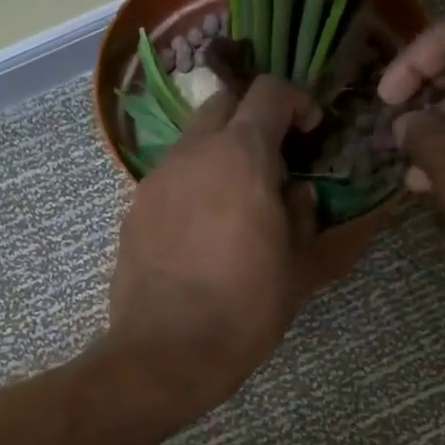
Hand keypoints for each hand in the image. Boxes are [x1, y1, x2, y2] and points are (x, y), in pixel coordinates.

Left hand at [104, 75, 322, 419]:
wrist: (166, 352)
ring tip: (238, 204)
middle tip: (273, 164)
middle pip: (223, 104)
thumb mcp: (299, 267)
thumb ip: (306, 216)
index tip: (311, 132)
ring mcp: (156, 180)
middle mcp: (193, 154)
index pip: (269, 92)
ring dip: (221, 155)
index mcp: (241, 157)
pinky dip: (194, 185)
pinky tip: (202, 232)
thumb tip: (298, 192)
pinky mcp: (133, 210)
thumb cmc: (245, 309)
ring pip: (193, 142)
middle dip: (253, 120)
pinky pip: (170, 179)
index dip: (296, 102)